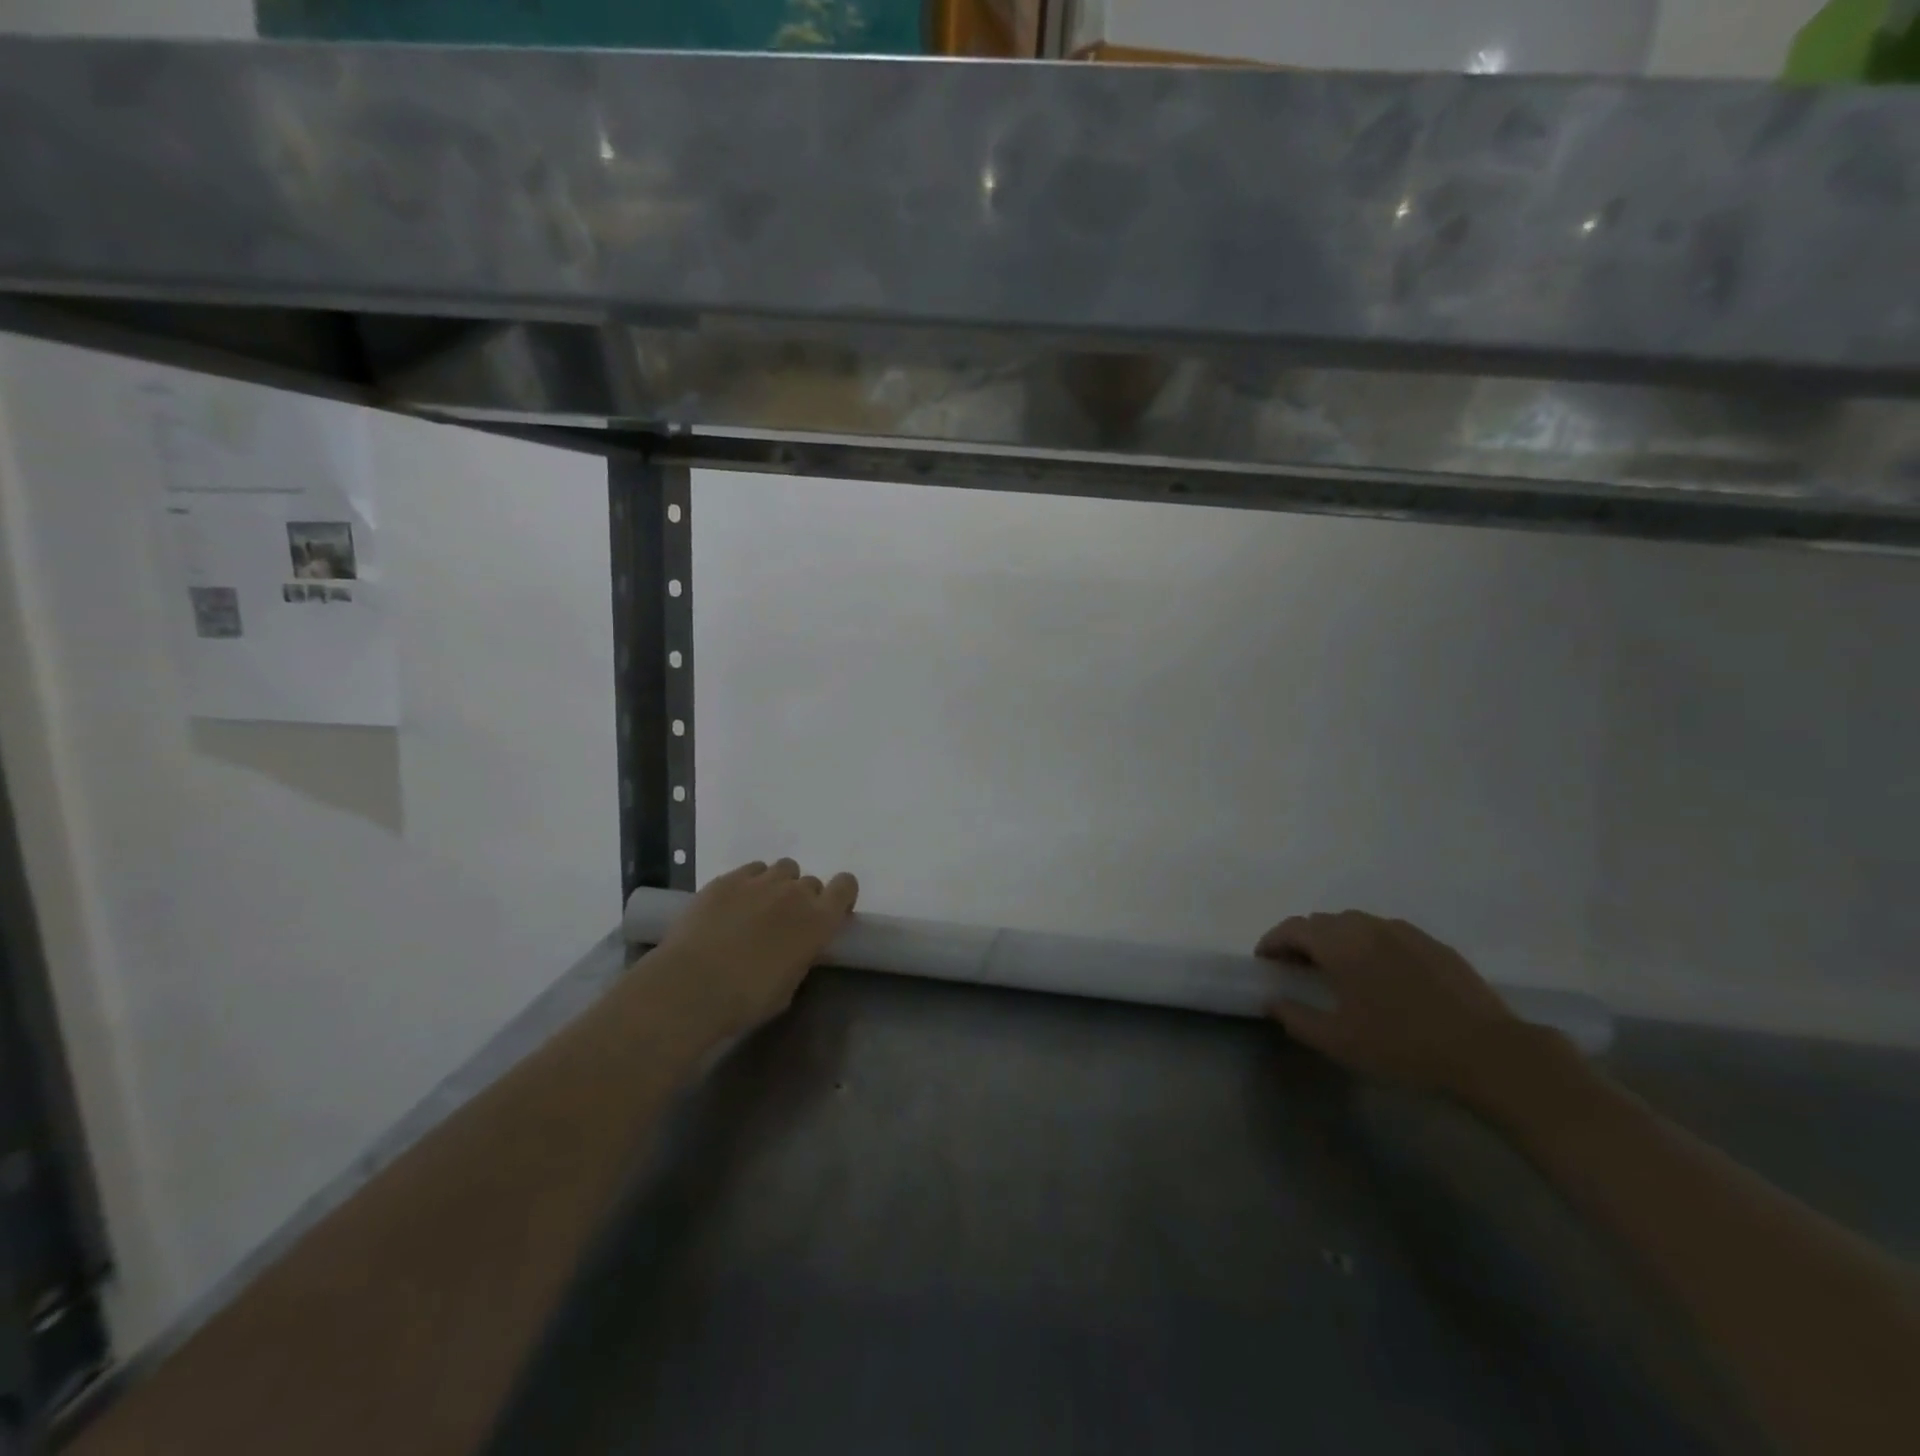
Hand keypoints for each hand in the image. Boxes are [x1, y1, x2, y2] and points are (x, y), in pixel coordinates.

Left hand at [653, 858, 858, 1037]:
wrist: (692, 986)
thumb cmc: (747, 999)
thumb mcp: (789, 986)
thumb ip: (801, 956)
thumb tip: (795, 948)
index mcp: (819, 920)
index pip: (846, 886)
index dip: (841, 895)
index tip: (830, 912)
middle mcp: (795, 893)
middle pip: (811, 882)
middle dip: (803, 898)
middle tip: (785, 922)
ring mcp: (760, 881)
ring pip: (782, 869)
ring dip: (778, 885)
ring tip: (759, 908)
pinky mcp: (728, 879)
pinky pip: (751, 870)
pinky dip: (750, 883)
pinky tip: (733, 904)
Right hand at [1256, 910, 1524, 1093]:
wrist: (1487, 1052)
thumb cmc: (1402, 1046)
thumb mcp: (1338, 1041)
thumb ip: (1296, 1018)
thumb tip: (1272, 1001)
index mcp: (1339, 944)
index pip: (1292, 928)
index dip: (1272, 942)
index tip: (1265, 962)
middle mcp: (1367, 926)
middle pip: (1322, 922)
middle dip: (1302, 940)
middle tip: (1298, 970)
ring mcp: (1403, 931)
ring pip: (1355, 924)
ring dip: (1336, 940)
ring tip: (1338, 970)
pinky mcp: (1432, 944)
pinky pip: (1386, 934)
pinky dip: (1369, 945)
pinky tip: (1381, 976)